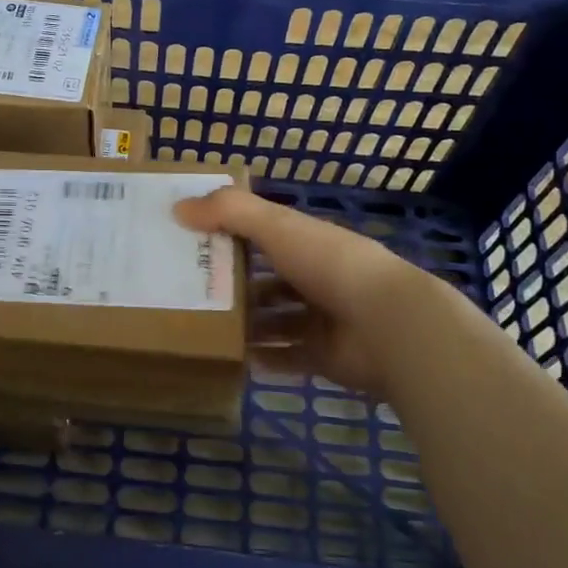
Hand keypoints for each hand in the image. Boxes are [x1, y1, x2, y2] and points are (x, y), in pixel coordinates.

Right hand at [176, 186, 437, 398]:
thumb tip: (177, 207)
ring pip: (273, 319)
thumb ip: (229, 212)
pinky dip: (262, 358)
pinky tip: (232, 359)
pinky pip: (285, 357)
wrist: (389, 327)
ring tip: (201, 326)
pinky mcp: (323, 356)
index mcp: (307, 241)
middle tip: (188, 290)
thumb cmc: (330, 265)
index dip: (230, 233)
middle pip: (266, 278)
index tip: (191, 240)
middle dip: (233, 283)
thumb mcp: (277, 226)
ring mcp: (320, 319)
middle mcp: (314, 276)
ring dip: (244, 323)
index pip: (264, 232)